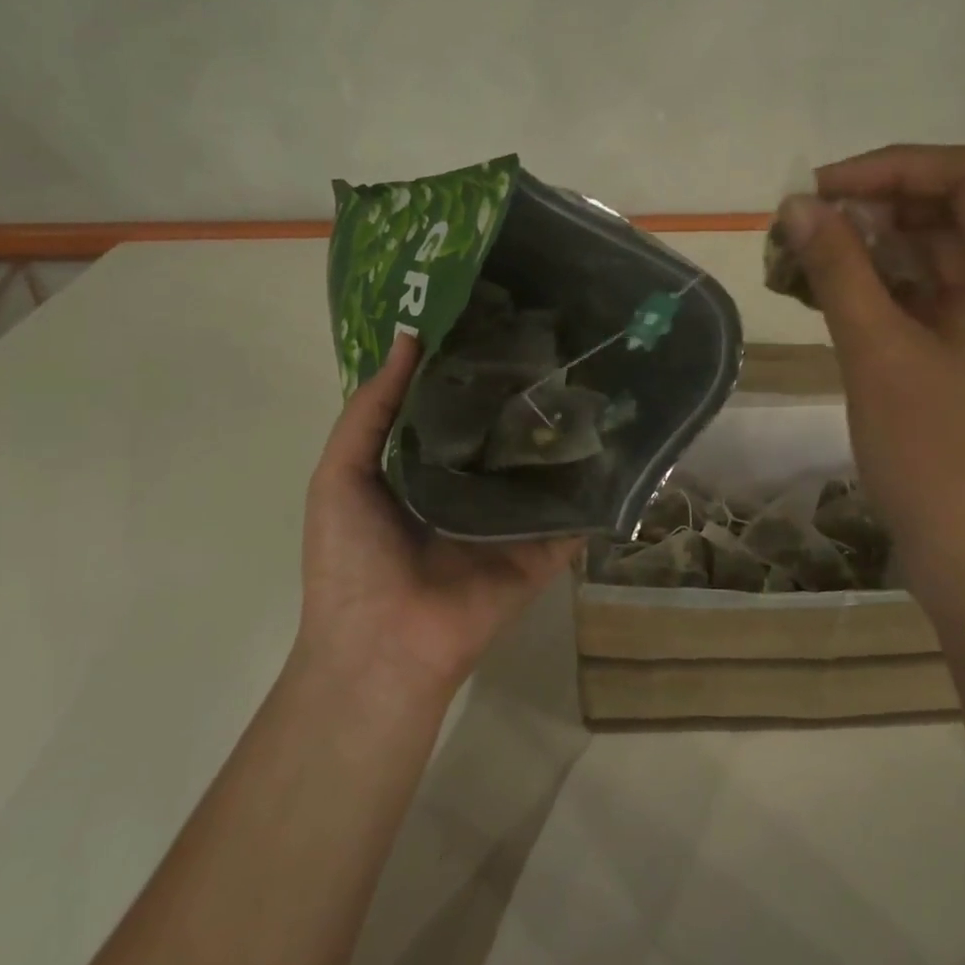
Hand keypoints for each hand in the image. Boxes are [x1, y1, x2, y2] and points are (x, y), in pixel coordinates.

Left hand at [298, 334, 578, 701]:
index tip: (501, 320)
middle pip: (505, 434)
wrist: (382, 644)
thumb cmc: (351, 557)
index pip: (458, 409)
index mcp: (426, 470)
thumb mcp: (340, 474)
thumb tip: (409, 338)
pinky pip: (576, 513)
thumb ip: (371, 409)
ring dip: (565, 432)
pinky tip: (623, 440)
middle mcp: (474, 489)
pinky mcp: (545, 549)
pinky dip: (598, 485)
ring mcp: (514, 520)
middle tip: (559, 341)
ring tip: (596, 376)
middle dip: (525, 394)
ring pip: (545, 468)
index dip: (473, 369)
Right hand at [779, 145, 964, 594]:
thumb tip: (796, 207)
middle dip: (869, 213)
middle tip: (796, 231)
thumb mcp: (878, 354)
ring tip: (796, 266)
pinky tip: (823, 301)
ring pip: (931, 261)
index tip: (820, 190)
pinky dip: (878, 294)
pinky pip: (927, 304)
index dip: (891, 167)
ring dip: (866, 255)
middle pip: (947, 215)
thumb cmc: (938, 457)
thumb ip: (838, 271)